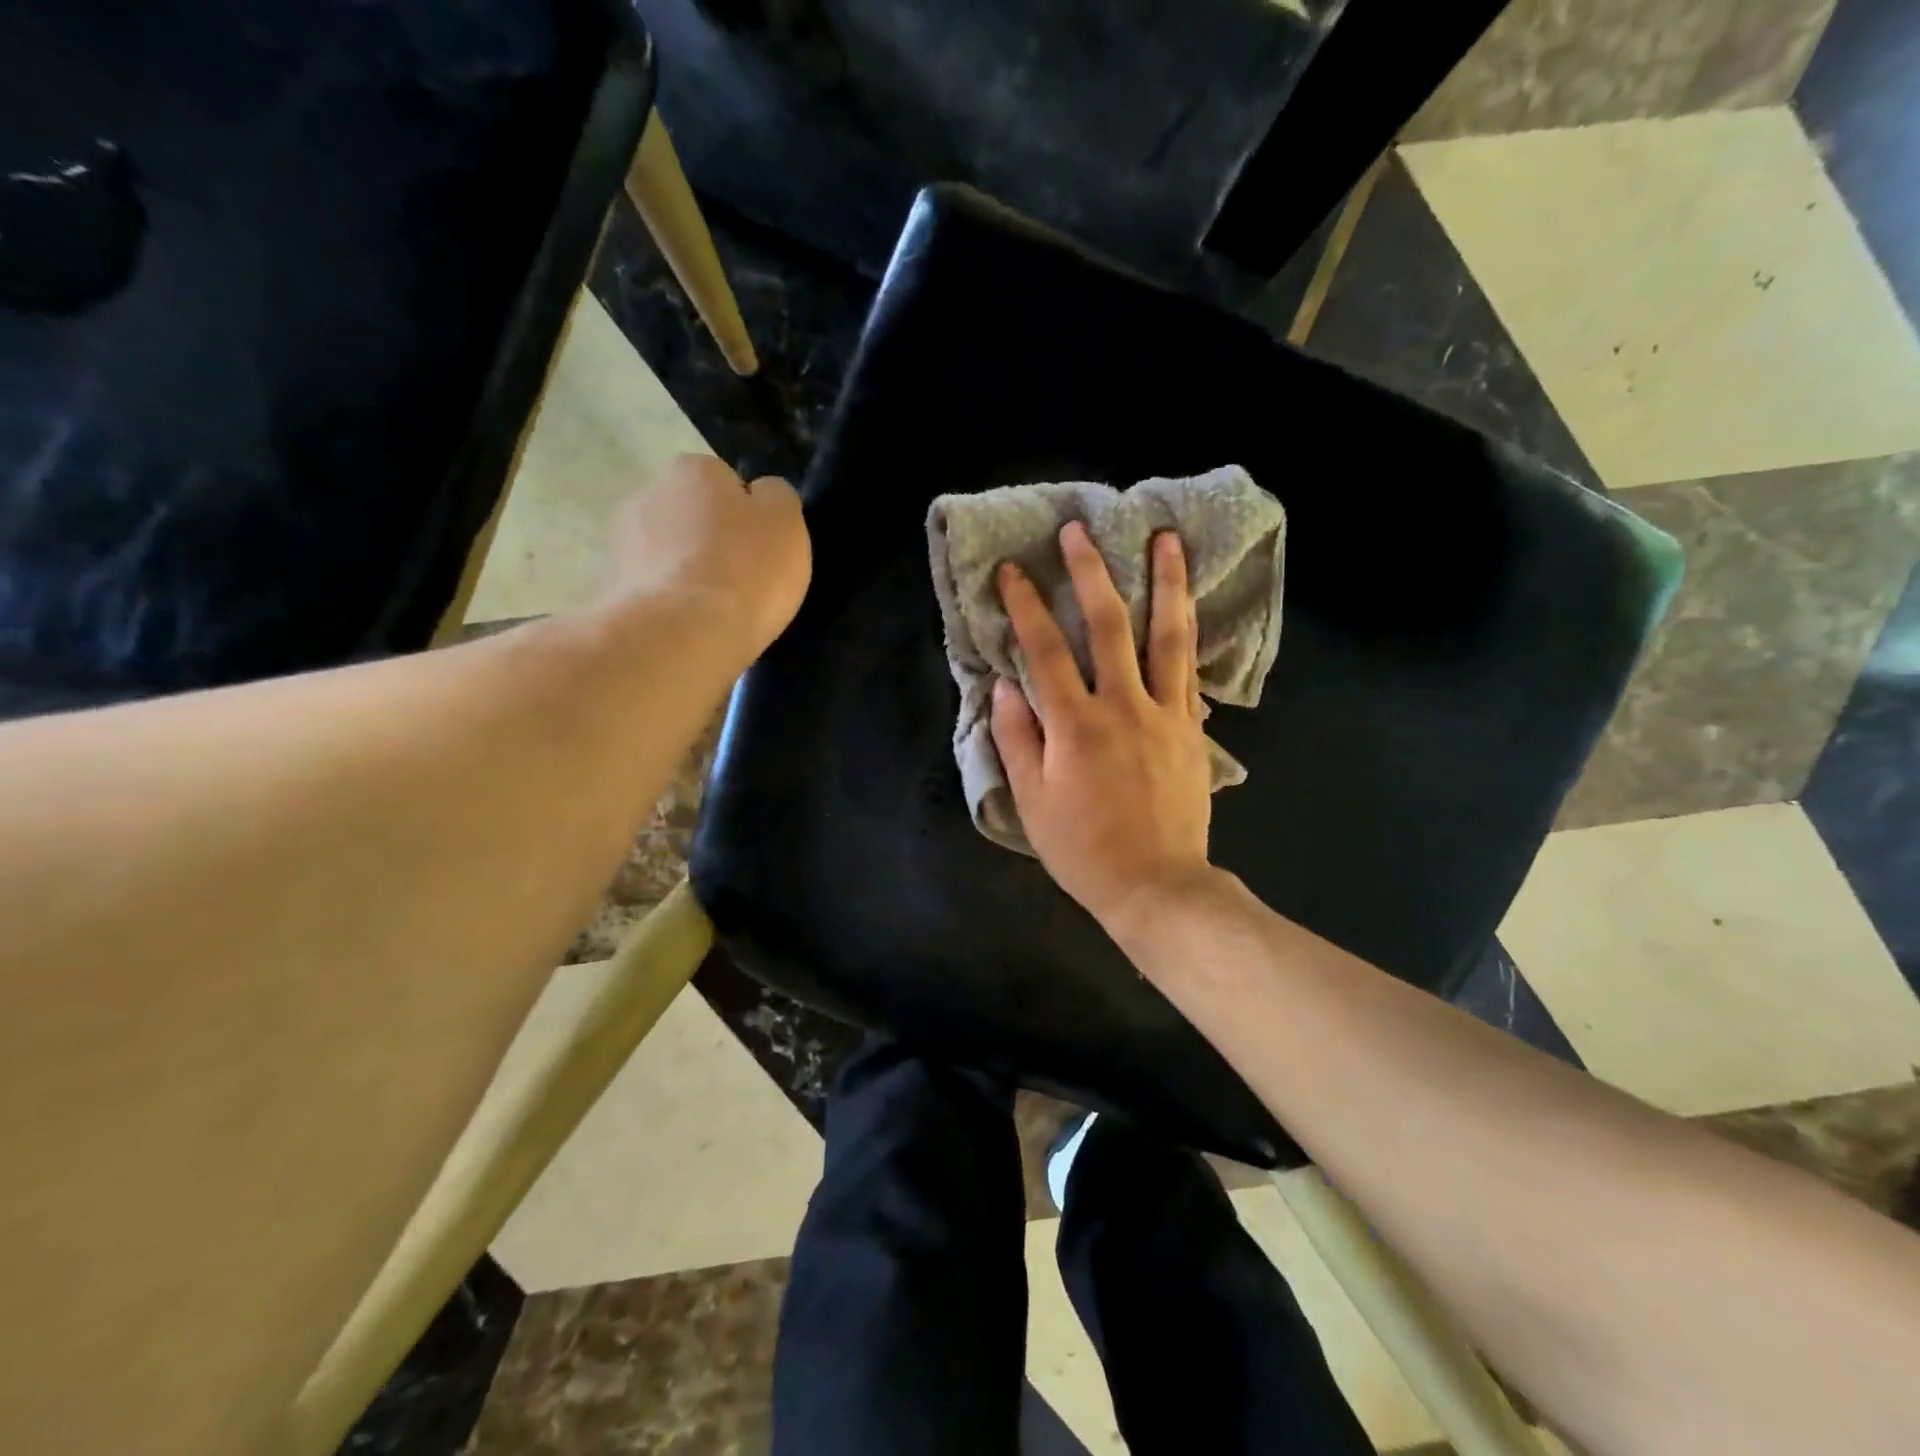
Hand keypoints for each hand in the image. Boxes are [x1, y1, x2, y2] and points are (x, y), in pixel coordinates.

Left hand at [607, 453, 810, 659]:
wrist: (685, 635)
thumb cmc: (745, 569)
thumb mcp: (786, 521)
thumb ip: (776, 497)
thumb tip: (762, 495)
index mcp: (693, 469)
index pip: (724, 481)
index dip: (747, 515)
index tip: (761, 547)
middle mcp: (649, 493)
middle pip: (692, 515)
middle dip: (712, 540)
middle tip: (743, 578)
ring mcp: (624, 542)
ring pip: (670, 553)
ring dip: (688, 572)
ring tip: (718, 609)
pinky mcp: (614, 588)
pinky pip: (655, 589)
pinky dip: (671, 602)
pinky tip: (692, 625)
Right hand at [991, 520, 1217, 936]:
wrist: (1156, 884)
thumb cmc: (1082, 848)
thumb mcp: (1032, 800)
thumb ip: (1016, 737)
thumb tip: (1005, 684)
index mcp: (1075, 726)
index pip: (1045, 651)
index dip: (1026, 606)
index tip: (1014, 570)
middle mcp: (1123, 707)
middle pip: (1108, 626)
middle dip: (1090, 573)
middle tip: (1080, 532)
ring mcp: (1165, 714)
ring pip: (1167, 636)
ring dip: (1166, 583)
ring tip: (1167, 539)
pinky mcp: (1191, 728)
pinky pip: (1190, 670)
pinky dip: (1188, 633)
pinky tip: (1189, 606)